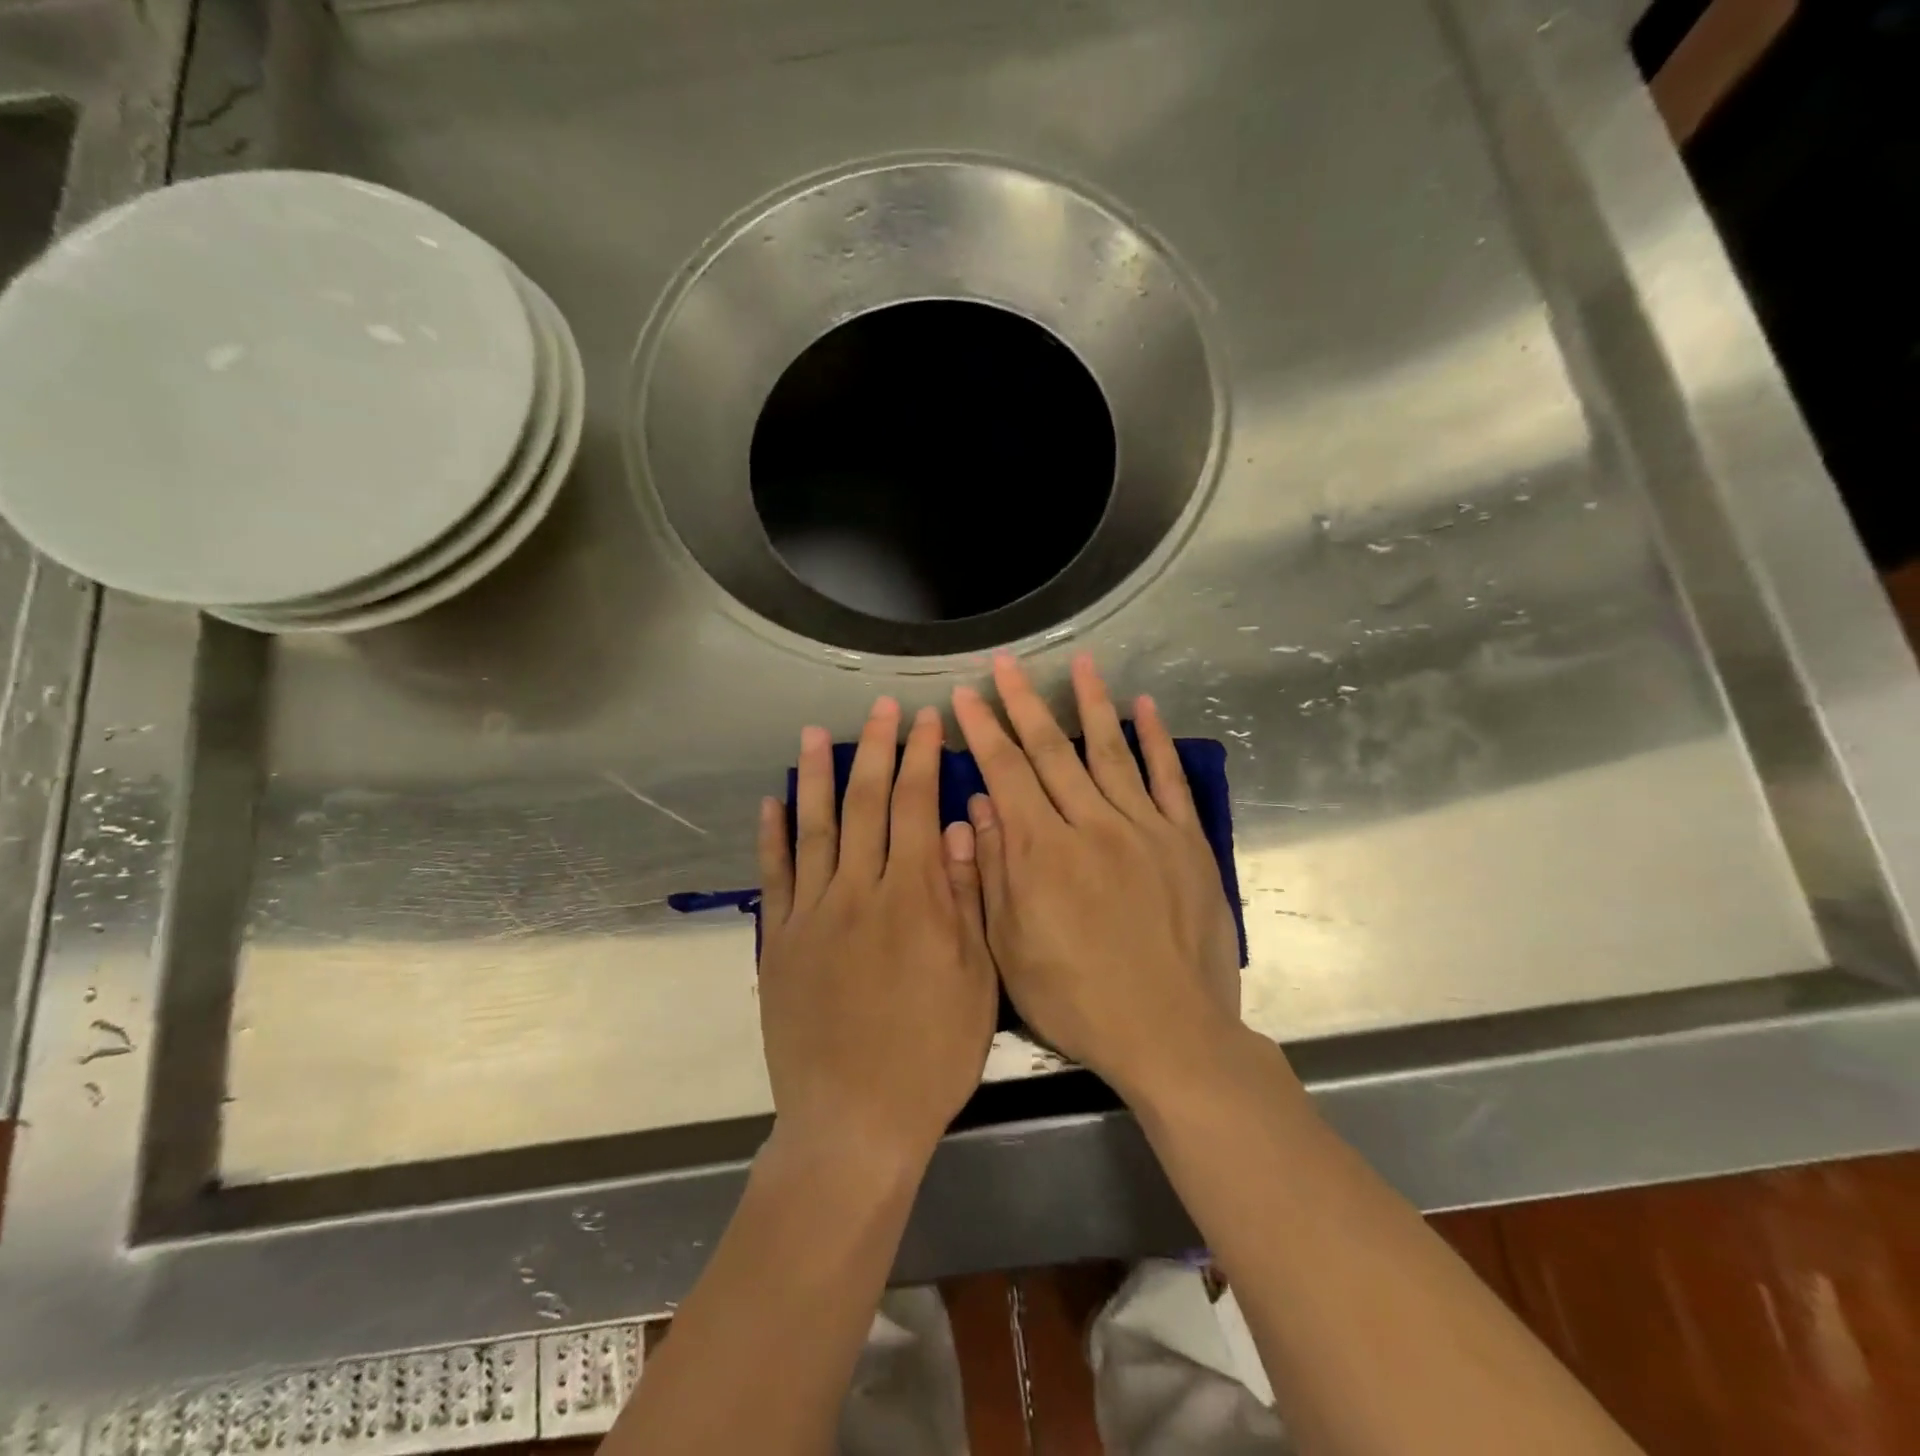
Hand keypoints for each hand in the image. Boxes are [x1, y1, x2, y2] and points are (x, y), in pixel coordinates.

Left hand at [757, 697, 997, 1165]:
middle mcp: (859, 891)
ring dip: (815, 775)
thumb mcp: (975, 981)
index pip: (917, 807)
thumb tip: (963, 827)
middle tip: (881, 707)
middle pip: (866, 804)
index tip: (925, 720)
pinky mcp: (781, 941)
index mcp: (914, 898)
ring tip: (815, 733)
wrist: (854, 1122)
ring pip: (814, 827)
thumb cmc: (931, 1055)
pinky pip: (775, 876)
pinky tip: (771, 802)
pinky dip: (772, 835)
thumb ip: (966, 898)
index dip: (921, 758)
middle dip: (876, 749)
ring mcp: (813, 913)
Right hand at [951, 653, 1241, 1096]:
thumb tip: (979, 807)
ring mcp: (1143, 829)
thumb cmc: (1077, 1000)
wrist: (1169, 1033)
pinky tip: (1144, 707)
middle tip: (1005, 663)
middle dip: (1022, 703)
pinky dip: (1155, 740)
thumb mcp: (1011, 948)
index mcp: (1041, 852)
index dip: (982, 731)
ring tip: (1079, 662)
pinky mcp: (1185, 842)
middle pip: (1051, 751)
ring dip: (1091, 703)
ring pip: (1110, 751)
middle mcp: (1090, 825)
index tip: (964, 697)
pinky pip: (1168, 780)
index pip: (1005, 774)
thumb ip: (992, 872)